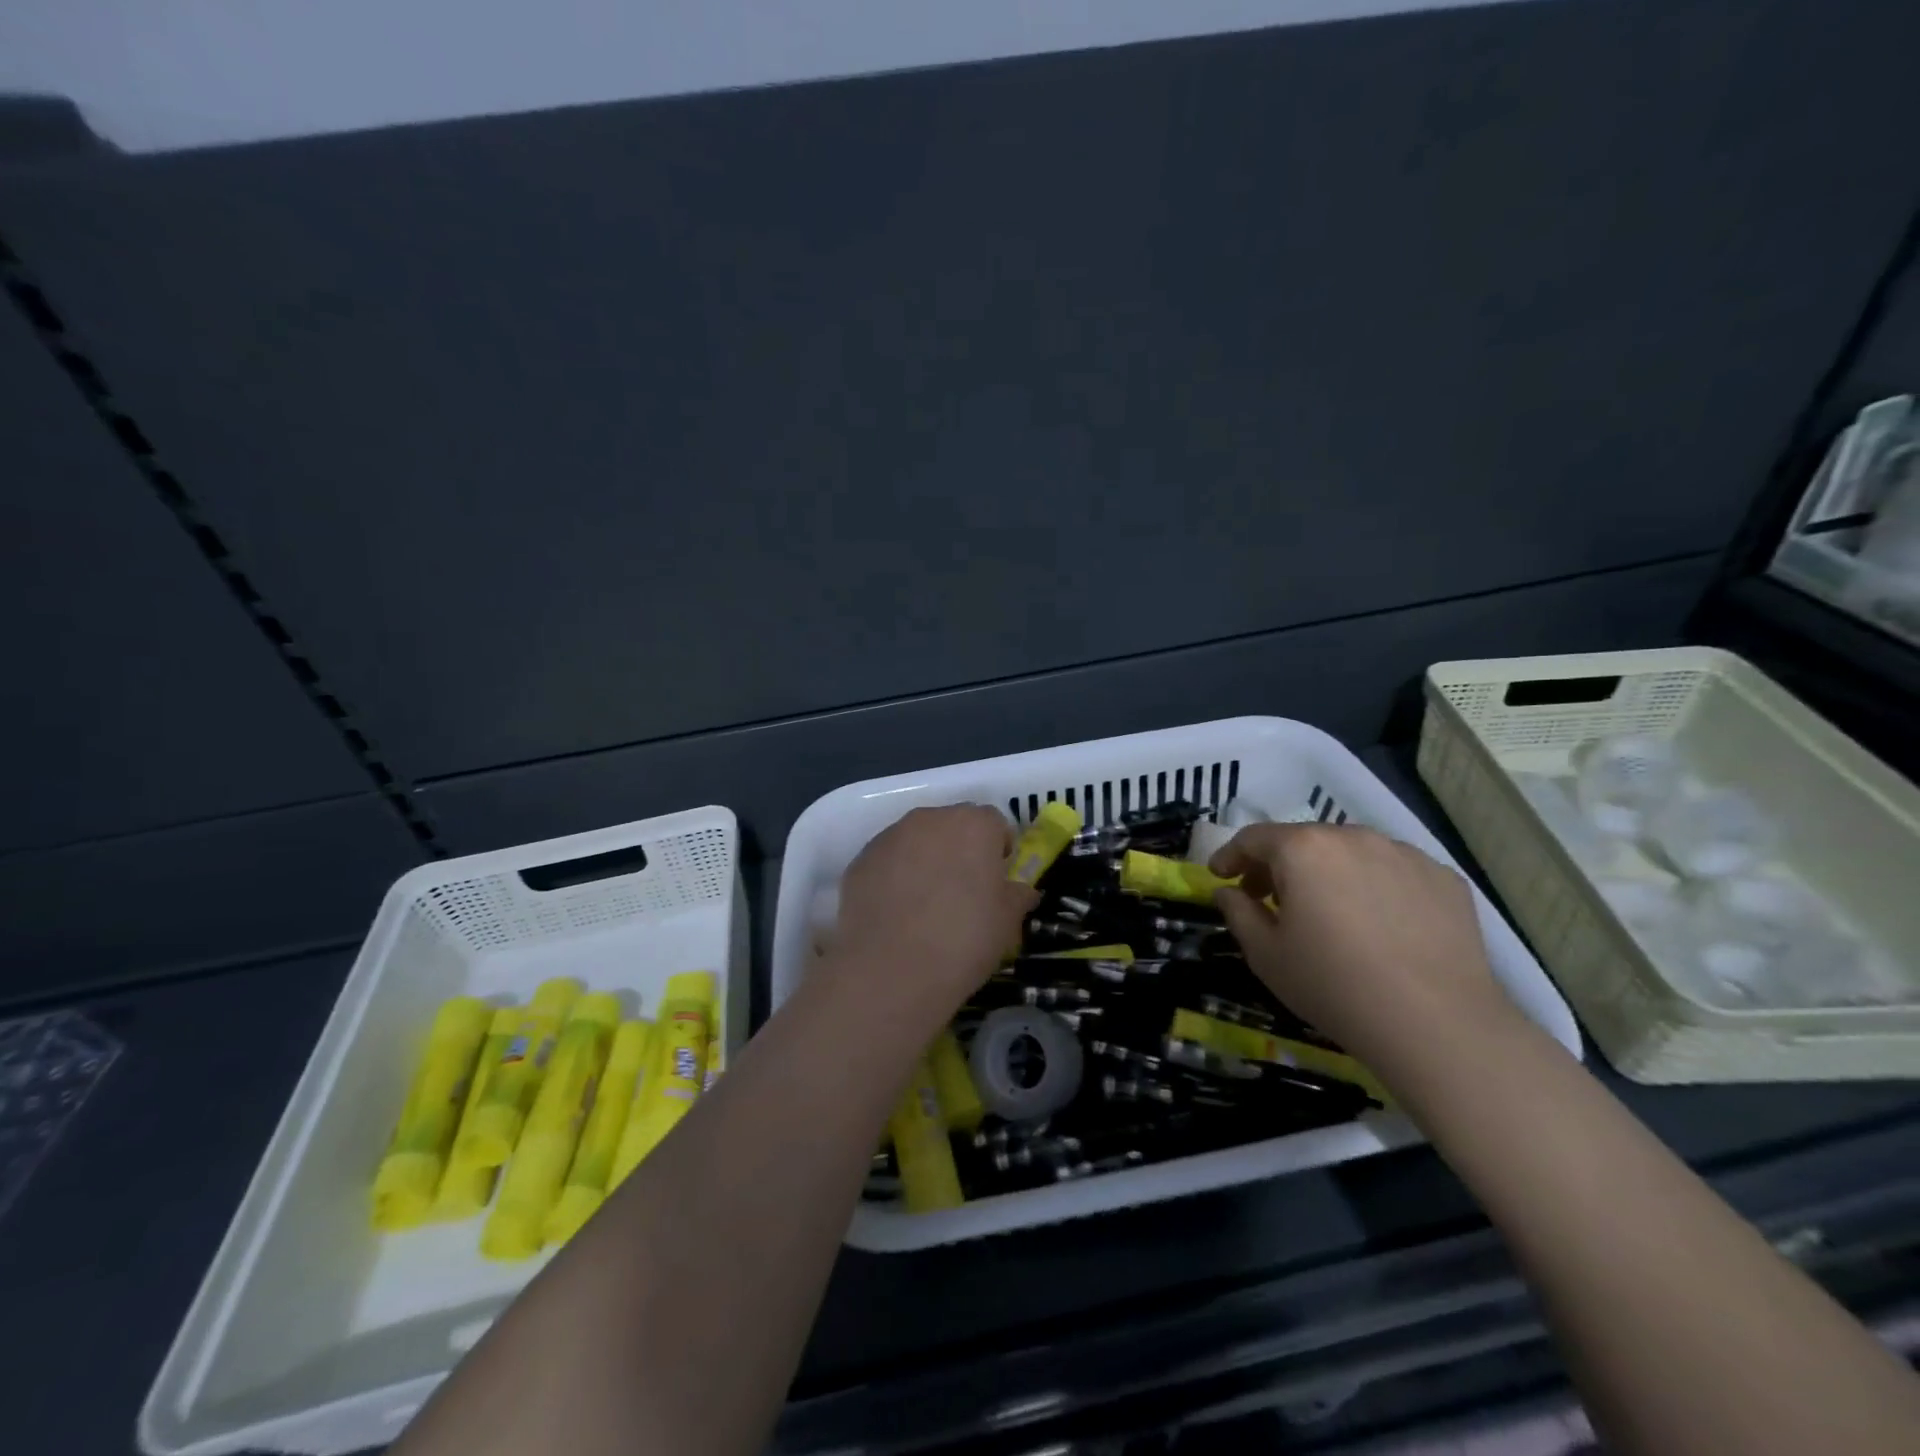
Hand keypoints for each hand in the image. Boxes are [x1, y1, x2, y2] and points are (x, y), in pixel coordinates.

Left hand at [826, 805, 1036, 1023]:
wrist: (891, 970)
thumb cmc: (964, 939)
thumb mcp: (1008, 922)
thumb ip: (1017, 896)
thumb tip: (1020, 890)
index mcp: (974, 824)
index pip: (995, 824)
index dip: (998, 852)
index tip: (996, 883)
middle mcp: (930, 819)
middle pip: (953, 826)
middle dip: (960, 851)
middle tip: (962, 894)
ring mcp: (890, 836)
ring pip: (916, 841)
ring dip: (925, 861)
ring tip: (925, 906)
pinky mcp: (860, 860)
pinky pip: (887, 862)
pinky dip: (894, 878)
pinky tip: (896, 914)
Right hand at [1210, 824, 1510, 1065]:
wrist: (1438, 1025)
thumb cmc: (1334, 986)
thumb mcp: (1266, 955)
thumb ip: (1238, 913)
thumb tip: (1227, 892)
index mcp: (1303, 848)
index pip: (1253, 838)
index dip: (1230, 856)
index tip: (1220, 876)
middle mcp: (1353, 836)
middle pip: (1304, 841)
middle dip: (1280, 866)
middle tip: (1270, 900)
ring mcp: (1404, 854)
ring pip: (1351, 853)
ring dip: (1329, 873)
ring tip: (1328, 913)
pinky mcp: (1444, 878)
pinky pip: (1395, 872)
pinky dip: (1376, 887)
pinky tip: (1379, 926)